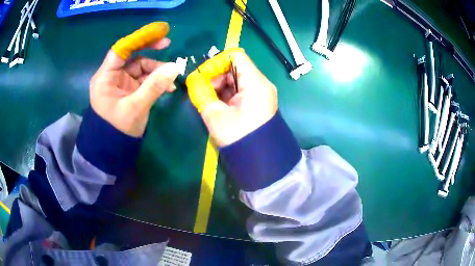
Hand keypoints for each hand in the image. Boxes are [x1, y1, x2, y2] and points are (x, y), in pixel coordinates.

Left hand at [90, 38, 179, 136]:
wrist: (113, 150)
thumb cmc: (118, 130)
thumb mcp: (136, 107)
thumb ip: (154, 86)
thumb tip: (176, 66)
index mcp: (105, 77)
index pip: (121, 50)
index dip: (139, 39)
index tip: (159, 32)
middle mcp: (111, 76)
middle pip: (131, 55)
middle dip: (149, 50)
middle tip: (167, 43)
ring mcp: (120, 82)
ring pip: (140, 67)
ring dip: (156, 70)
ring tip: (172, 79)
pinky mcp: (128, 89)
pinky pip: (143, 79)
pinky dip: (155, 80)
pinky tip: (168, 87)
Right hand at [200, 51, 277, 146]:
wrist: (261, 162)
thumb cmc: (239, 137)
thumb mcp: (215, 115)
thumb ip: (201, 94)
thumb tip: (192, 81)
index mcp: (255, 83)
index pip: (235, 56)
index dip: (216, 62)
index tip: (203, 76)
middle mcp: (261, 84)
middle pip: (235, 67)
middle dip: (215, 76)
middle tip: (202, 91)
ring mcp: (260, 93)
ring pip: (236, 79)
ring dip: (219, 86)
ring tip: (208, 100)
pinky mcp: (257, 103)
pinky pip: (239, 90)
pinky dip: (226, 94)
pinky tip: (217, 105)